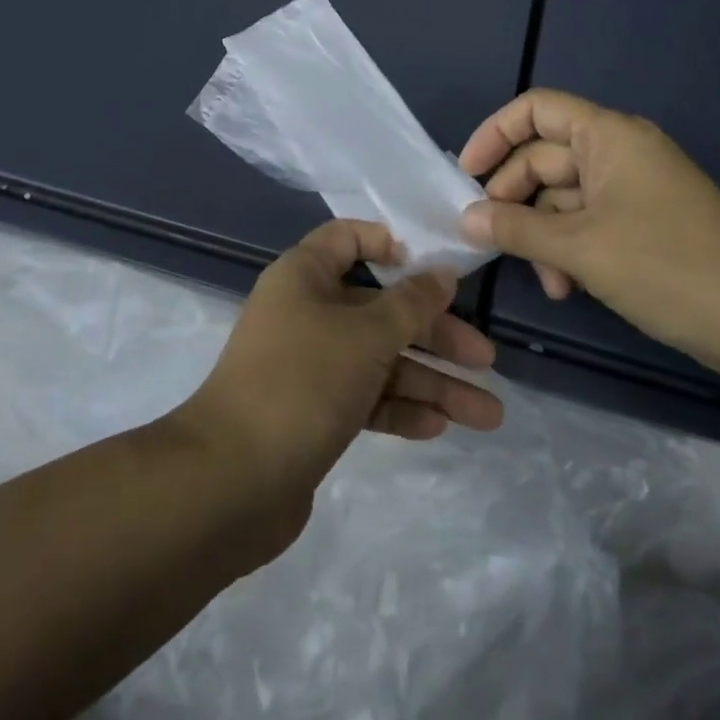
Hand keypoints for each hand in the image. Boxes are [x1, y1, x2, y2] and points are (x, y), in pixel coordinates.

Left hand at [180, 220, 503, 527]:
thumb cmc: (303, 381)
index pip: (346, 240)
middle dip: (434, 333)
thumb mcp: (366, 335)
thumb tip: (442, 273)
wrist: (232, 480)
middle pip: (378, 309)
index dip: (388, 245)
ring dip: (430, 383)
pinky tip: (439, 426)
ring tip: (488, 414)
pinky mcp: (312, 412)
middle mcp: (305, 313)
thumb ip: (411, 304)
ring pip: (379, 361)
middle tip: (486, 359)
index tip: (432, 269)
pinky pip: (364, 398)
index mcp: (304, 277)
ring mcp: (308, 365)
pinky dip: (399, 408)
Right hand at [458, 89, 719, 371]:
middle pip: (543, 157)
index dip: (494, 134)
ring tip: (546, 281)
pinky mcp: (644, 223)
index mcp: (609, 135)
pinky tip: (567, 287)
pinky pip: (587, 221)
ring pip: (563, 197)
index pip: (535, 109)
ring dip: (542, 235)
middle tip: (492, 240)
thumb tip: (465, 219)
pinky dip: (569, 248)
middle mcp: (620, 152)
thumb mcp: (580, 248)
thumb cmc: (668, 268)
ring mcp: (634, 189)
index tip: (466, 175)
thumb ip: (515, 229)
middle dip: (516, 201)